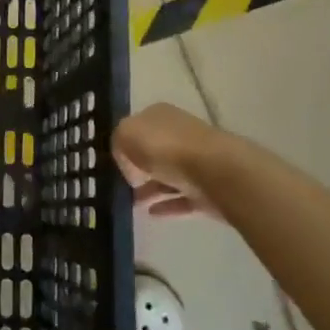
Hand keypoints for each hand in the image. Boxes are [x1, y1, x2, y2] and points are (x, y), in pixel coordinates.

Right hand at [113, 103, 224, 217]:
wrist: (215, 172)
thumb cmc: (166, 147)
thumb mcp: (126, 136)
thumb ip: (119, 145)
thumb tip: (131, 168)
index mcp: (160, 115)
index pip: (137, 127)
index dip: (124, 144)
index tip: (114, 163)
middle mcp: (179, 134)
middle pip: (153, 151)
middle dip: (138, 167)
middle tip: (122, 185)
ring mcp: (196, 162)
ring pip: (167, 175)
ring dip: (150, 189)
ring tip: (133, 204)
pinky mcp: (207, 190)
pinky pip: (182, 198)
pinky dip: (167, 205)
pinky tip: (151, 214)